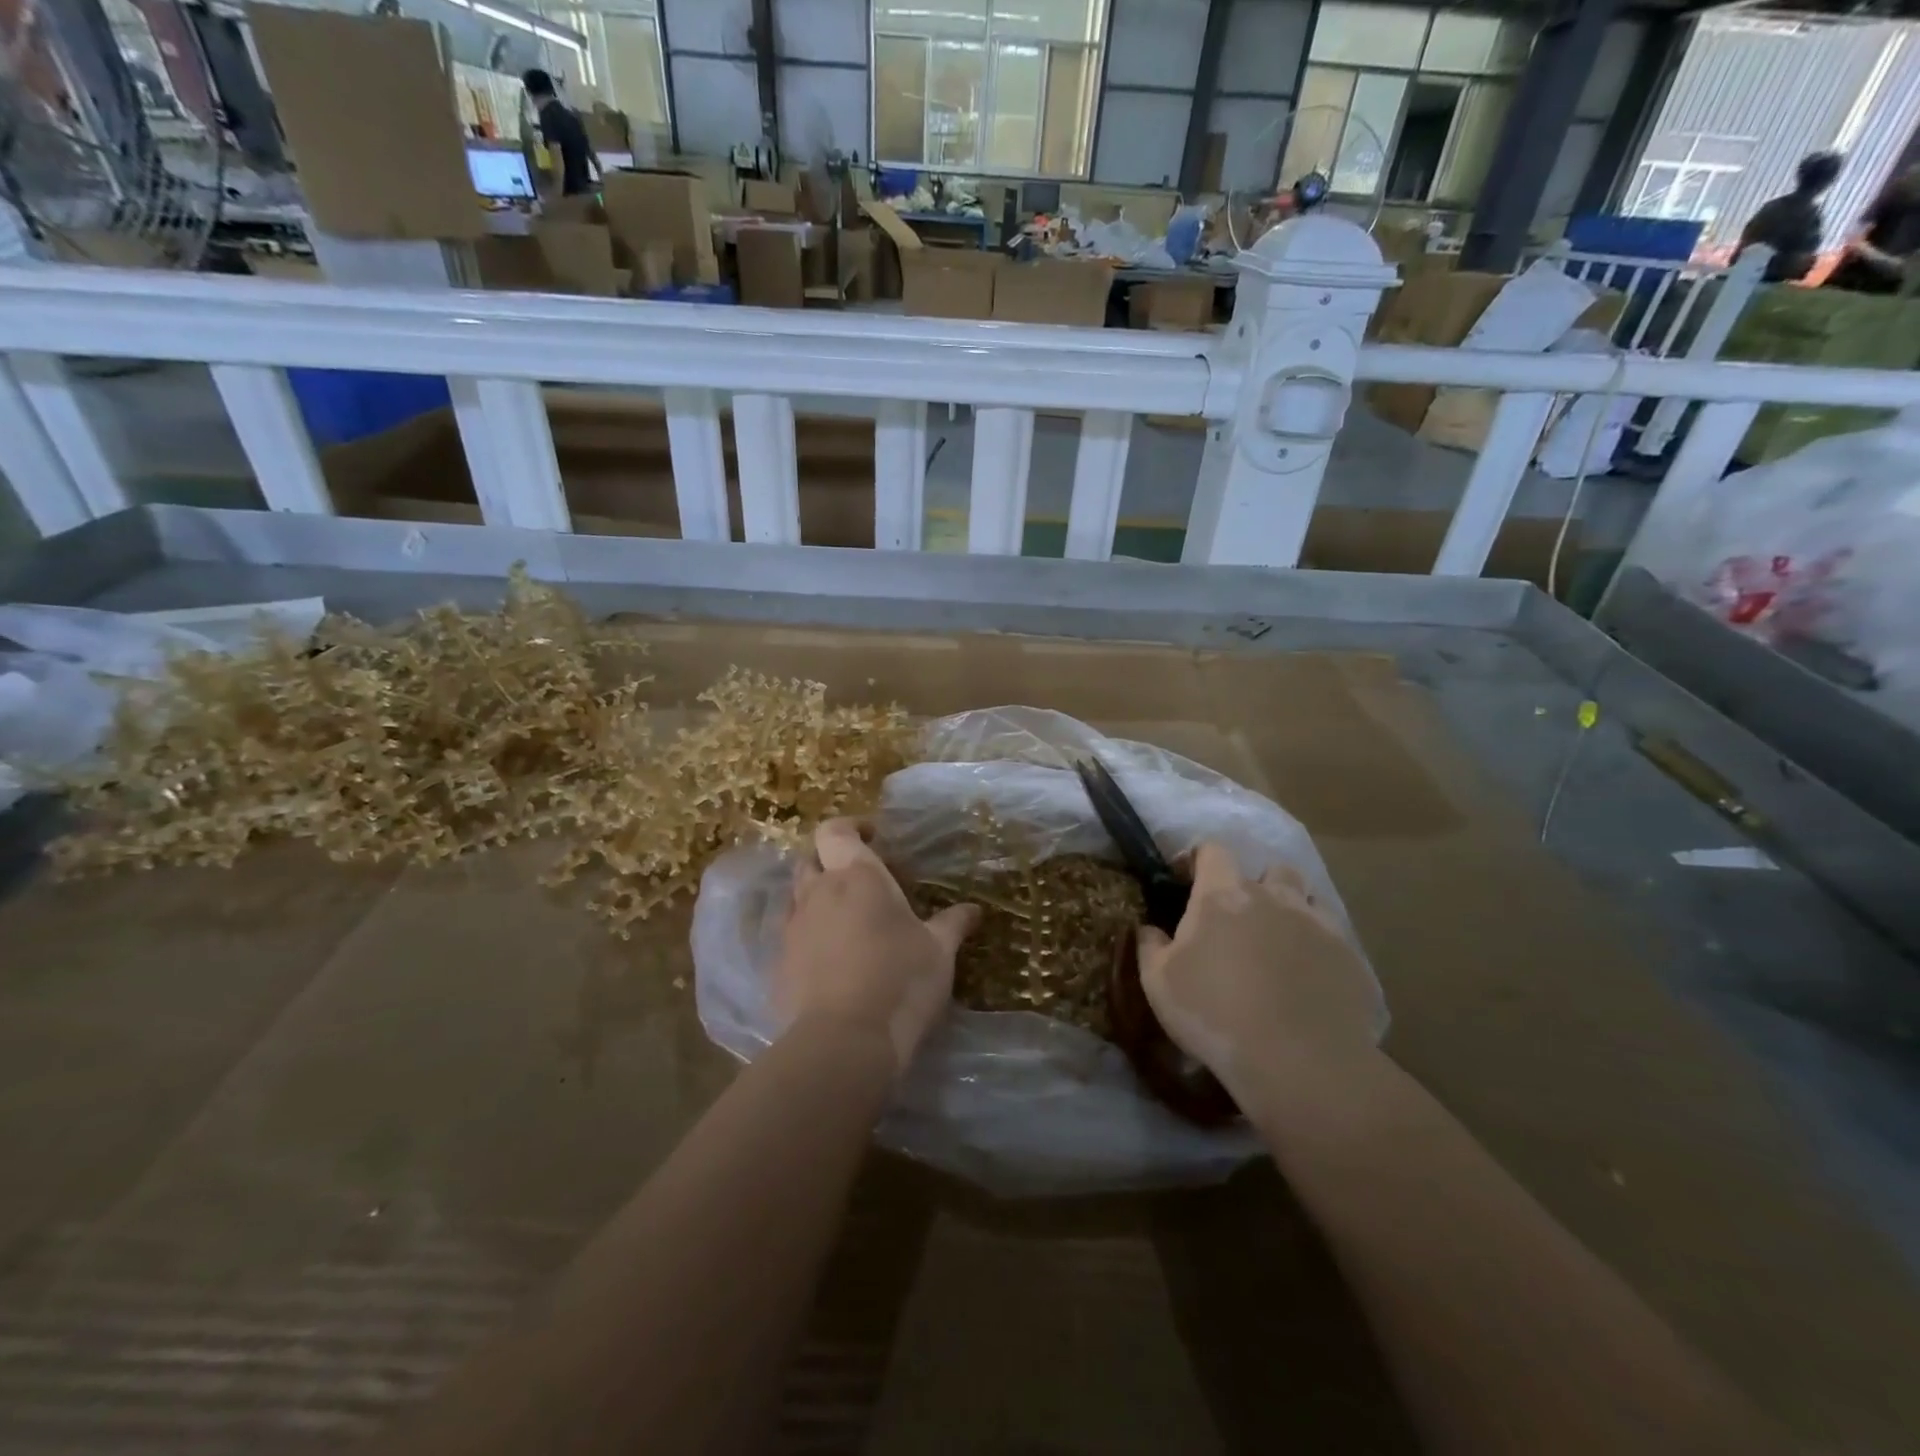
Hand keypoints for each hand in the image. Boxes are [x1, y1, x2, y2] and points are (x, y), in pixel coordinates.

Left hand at [780, 819, 980, 1071]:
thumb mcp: (939, 952)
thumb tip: (974, 909)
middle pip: (810, 860)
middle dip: (830, 862)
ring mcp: (794, 929)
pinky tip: (831, 960)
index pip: (835, 831)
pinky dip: (809, 936)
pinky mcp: (779, 964)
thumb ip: (953, 924)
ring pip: (798, 897)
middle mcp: (819, 893)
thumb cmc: (900, 981)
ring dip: (818, 898)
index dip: (850, 827)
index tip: (872, 837)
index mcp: (857, 877)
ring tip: (847, 920)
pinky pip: (792, 936)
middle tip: (861, 881)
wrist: (844, 1042)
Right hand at [1136, 842, 1377, 1099]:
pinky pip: (1333, 938)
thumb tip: (1149, 928)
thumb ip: (1150, 946)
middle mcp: (1274, 897)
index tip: (1185, 879)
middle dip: (1256, 884)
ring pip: (1308, 898)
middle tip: (1240, 918)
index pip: (1213, 850)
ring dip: (1291, 910)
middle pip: (1270, 869)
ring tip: (1278, 944)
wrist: (1299, 1062)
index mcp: (1224, 895)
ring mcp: (1317, 924)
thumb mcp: (1158, 983)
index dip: (1198, 858)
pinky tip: (1307, 979)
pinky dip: (1317, 947)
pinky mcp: (1350, 957)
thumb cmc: (1214, 1013)